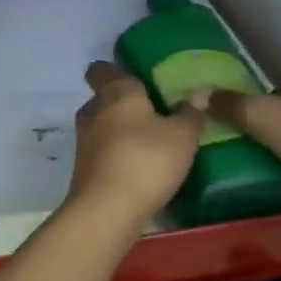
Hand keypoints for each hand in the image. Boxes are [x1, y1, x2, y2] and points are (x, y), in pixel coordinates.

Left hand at [66, 61, 203, 228]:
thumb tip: (198, 92)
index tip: (135, 79)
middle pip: (104, 98)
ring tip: (149, 144)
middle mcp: (93, 110)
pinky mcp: (82, 168)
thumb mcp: (182, 137)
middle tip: (153, 114)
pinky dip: (115, 155)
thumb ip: (190, 113)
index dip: (114, 70)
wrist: (106, 210)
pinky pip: (101, 152)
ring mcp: (83, 141)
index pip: (101, 69)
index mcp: (116, 92)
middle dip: (124, 105)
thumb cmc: (146, 161)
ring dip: (120, 132)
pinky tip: (138, 169)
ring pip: (102, 126)